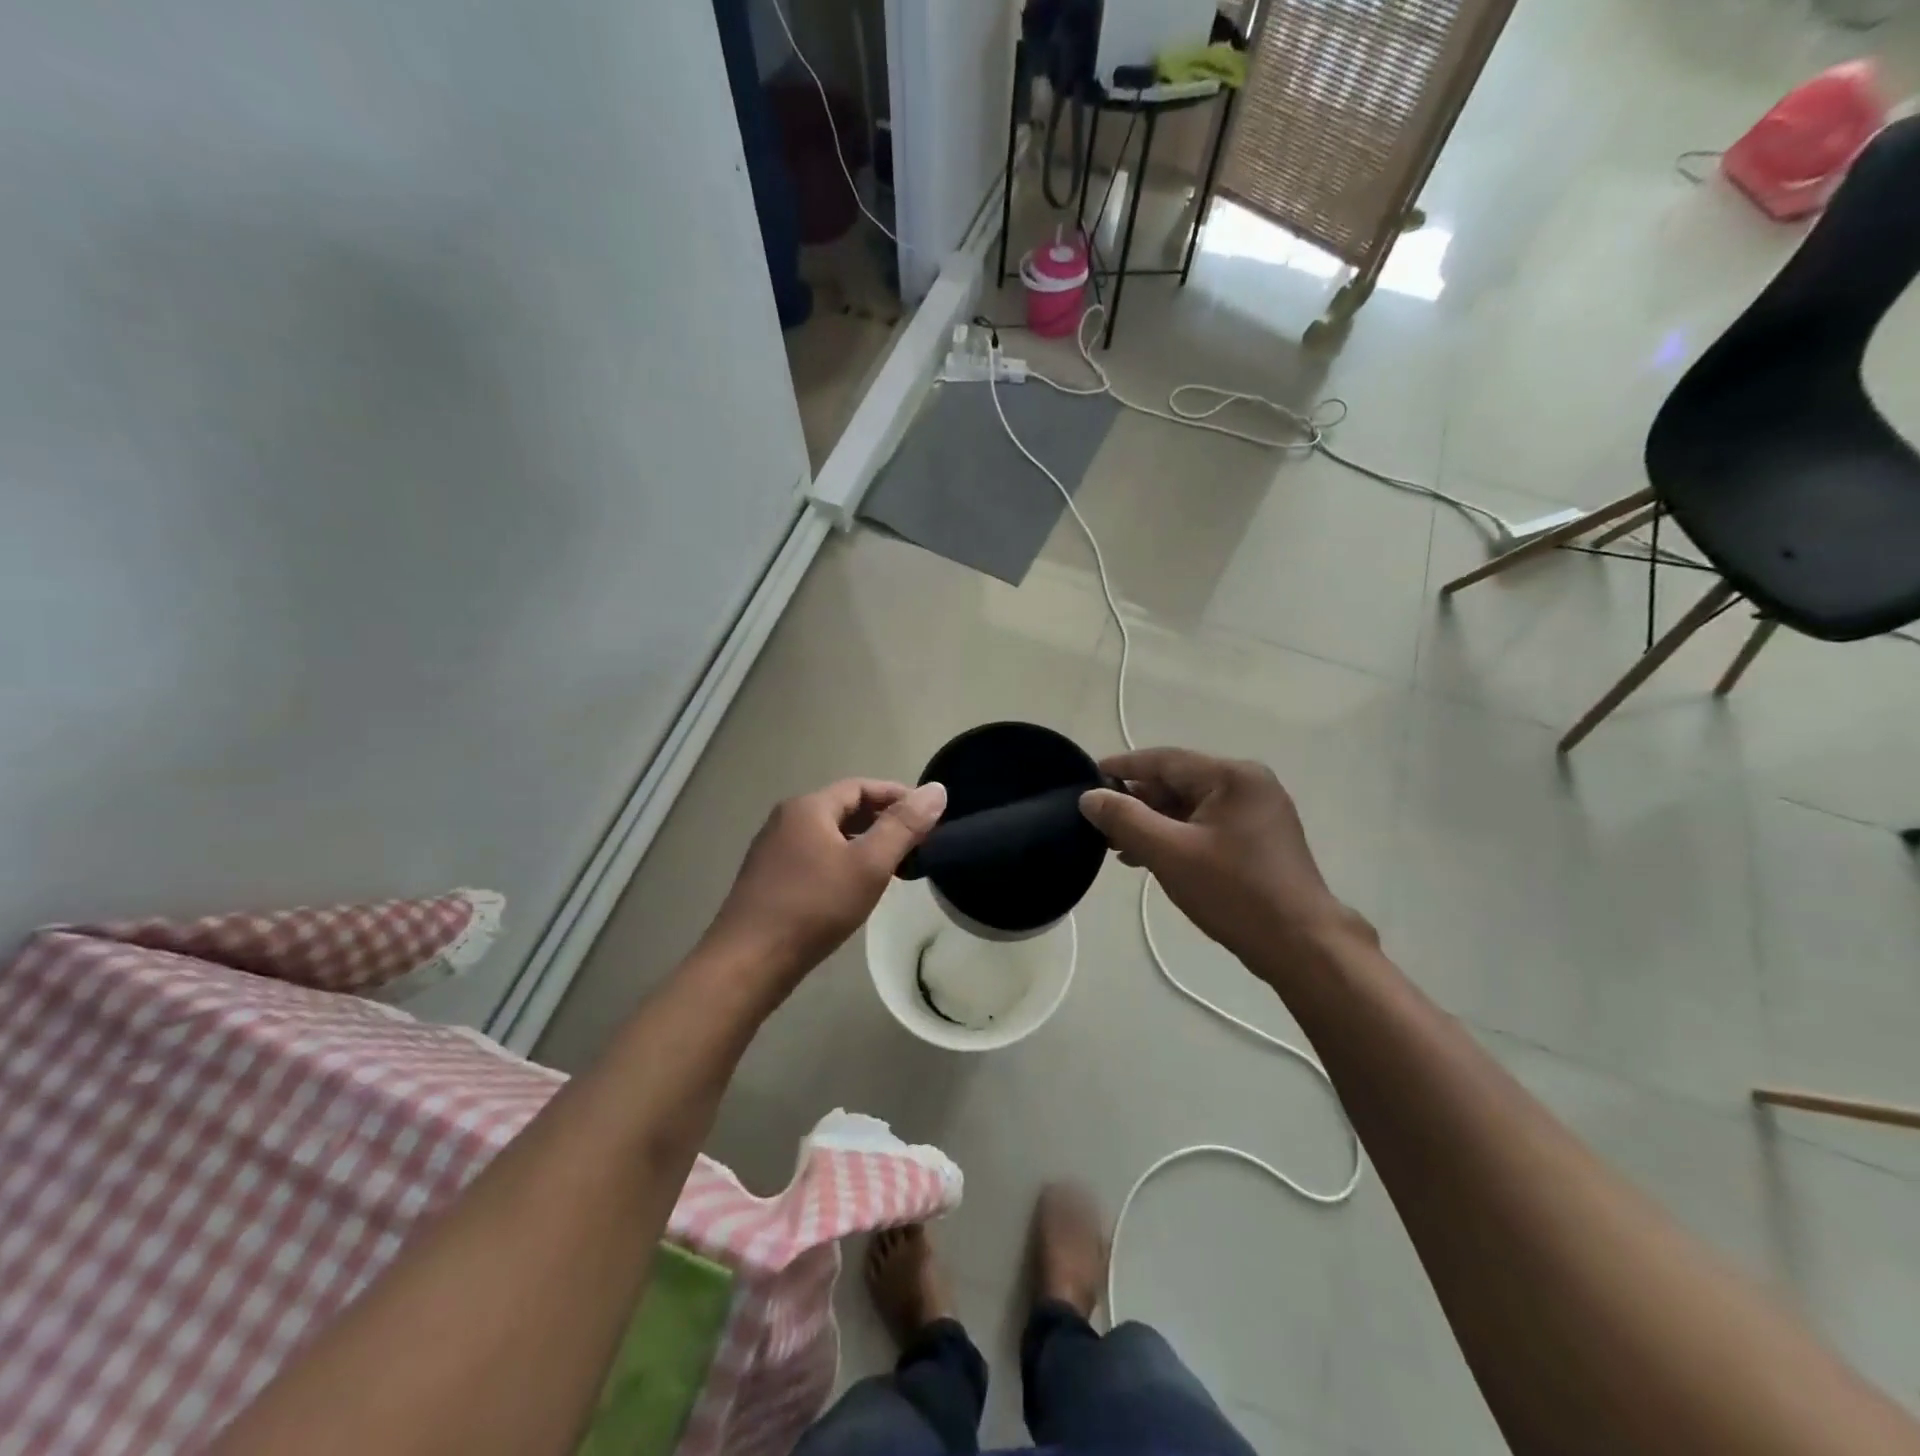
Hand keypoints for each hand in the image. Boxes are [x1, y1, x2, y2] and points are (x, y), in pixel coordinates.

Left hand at [700, 778, 947, 987]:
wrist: (748, 962)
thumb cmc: (814, 907)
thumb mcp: (869, 865)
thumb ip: (903, 826)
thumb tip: (936, 790)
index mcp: (808, 807)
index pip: (861, 786)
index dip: (897, 795)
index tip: (928, 815)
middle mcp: (786, 820)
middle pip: (843, 808)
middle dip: (882, 820)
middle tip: (915, 843)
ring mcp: (773, 850)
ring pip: (828, 834)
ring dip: (862, 843)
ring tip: (892, 866)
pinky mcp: (768, 879)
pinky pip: (814, 856)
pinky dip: (842, 861)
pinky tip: (854, 888)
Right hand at [1077, 747, 1371, 976]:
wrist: (1302, 945)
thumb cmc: (1234, 892)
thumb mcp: (1170, 853)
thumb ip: (1125, 820)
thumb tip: (1090, 797)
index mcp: (1233, 777)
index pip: (1165, 760)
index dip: (1123, 767)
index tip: (1088, 776)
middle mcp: (1249, 785)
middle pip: (1179, 782)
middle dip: (1137, 802)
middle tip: (1099, 821)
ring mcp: (1258, 813)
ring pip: (1191, 807)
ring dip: (1154, 823)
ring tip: (1117, 845)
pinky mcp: (1259, 840)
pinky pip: (1206, 826)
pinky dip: (1177, 837)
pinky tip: (1150, 857)